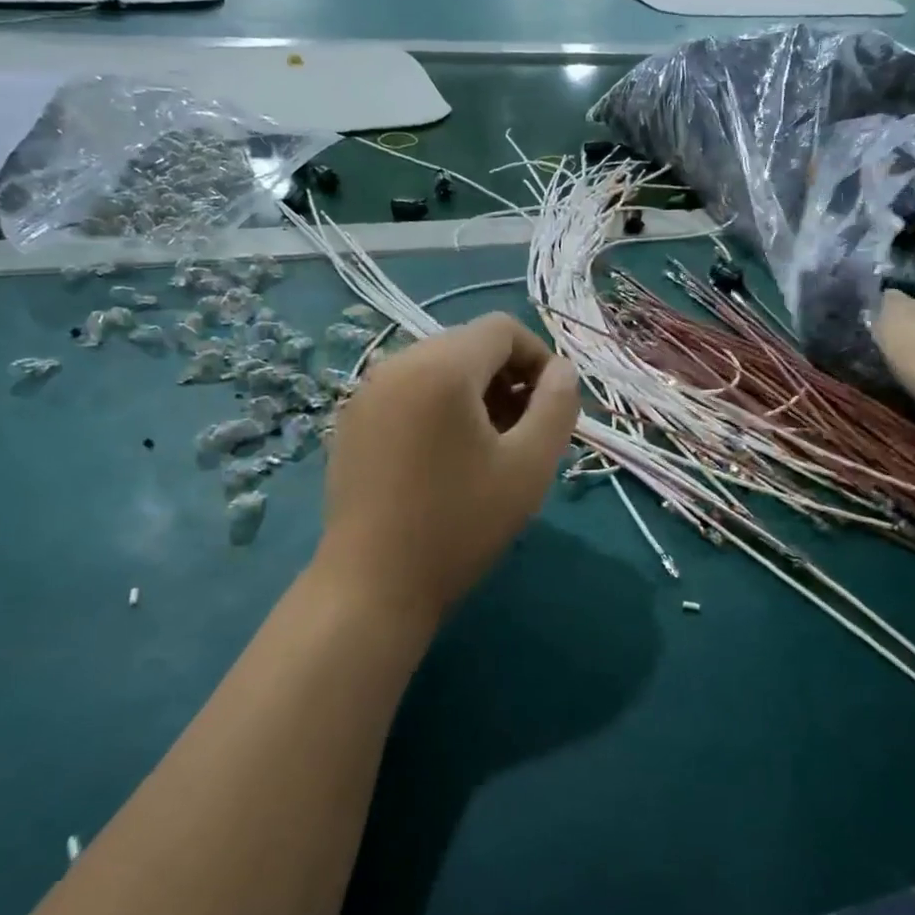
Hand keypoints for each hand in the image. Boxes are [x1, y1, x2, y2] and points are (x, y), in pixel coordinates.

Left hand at [316, 314, 580, 623]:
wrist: (373, 585)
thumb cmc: (460, 523)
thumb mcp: (530, 465)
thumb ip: (558, 405)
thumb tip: (562, 371)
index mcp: (440, 366)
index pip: (502, 329)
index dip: (539, 358)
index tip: (552, 408)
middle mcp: (396, 364)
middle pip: (469, 346)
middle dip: (508, 379)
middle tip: (525, 433)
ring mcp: (366, 393)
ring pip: (438, 368)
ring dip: (476, 395)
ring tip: (490, 448)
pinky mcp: (352, 422)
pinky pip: (409, 392)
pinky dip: (440, 408)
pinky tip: (446, 459)